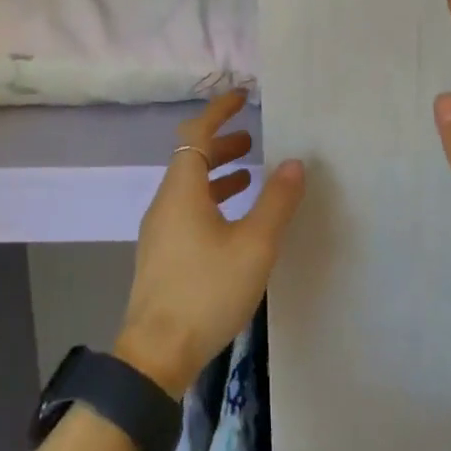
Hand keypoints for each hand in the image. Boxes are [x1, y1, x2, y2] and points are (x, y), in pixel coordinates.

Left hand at [115, 90, 305, 395]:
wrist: (156, 353)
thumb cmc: (206, 291)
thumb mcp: (254, 245)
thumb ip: (276, 202)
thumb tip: (294, 162)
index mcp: (182, 191)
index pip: (196, 133)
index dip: (218, 111)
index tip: (242, 96)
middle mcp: (166, 203)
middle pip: (191, 158)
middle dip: (221, 143)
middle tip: (252, 139)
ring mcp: (160, 230)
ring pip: (189, 187)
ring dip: (218, 173)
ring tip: (250, 175)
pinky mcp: (162, 254)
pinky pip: (187, 210)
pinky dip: (211, 200)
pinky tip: (232, 222)